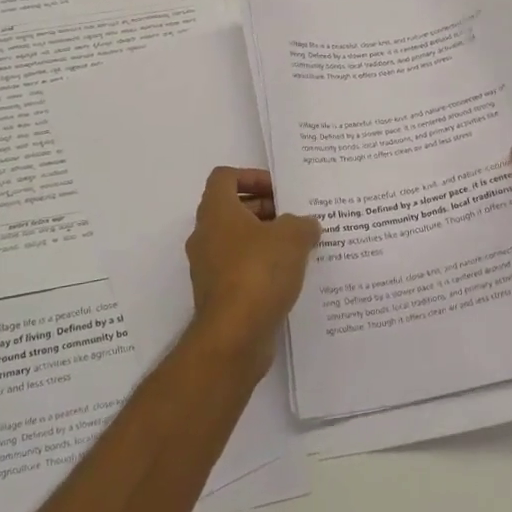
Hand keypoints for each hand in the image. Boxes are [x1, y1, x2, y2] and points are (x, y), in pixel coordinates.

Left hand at [184, 167, 321, 368]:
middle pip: (233, 209)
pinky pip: (240, 269)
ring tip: (300, 248)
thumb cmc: (258, 272)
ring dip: (265, 240)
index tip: (279, 190)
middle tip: (296, 218)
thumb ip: (302, 224)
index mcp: (216, 212)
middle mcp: (205, 235)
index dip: (252, 176)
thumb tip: (306, 224)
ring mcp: (208, 267)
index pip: (225, 177)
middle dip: (265, 209)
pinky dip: (261, 267)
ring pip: (237, 241)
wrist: (234, 336)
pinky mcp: (218, 294)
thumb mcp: (292, 238)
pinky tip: (289, 277)